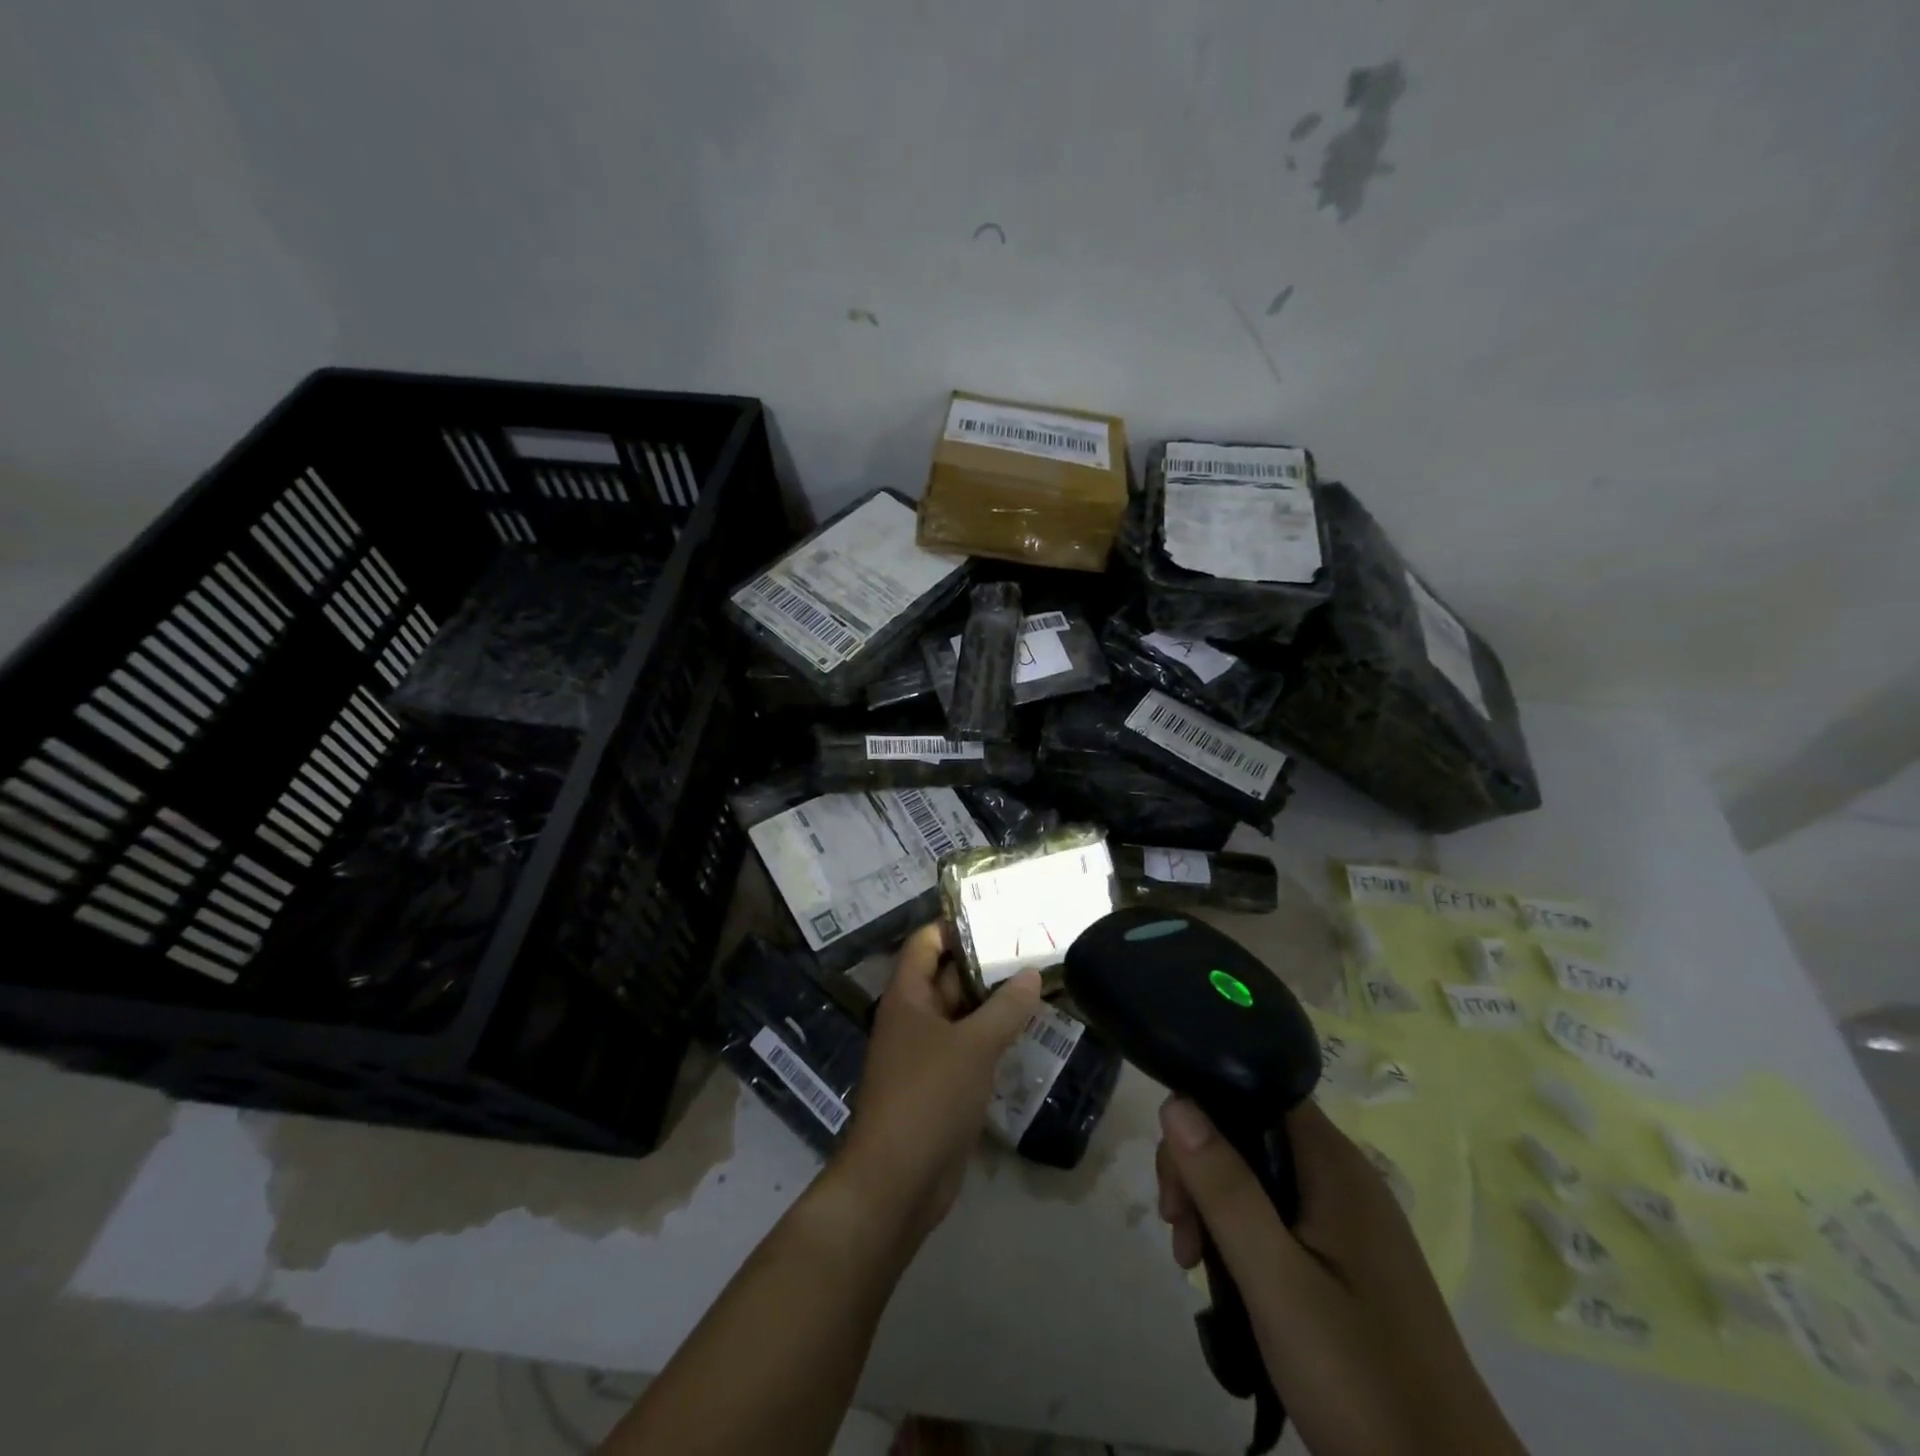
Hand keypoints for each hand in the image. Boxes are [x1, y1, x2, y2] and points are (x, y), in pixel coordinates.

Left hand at [832, 923, 1040, 1246]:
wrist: (897, 1181)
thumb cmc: (928, 1097)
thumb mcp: (973, 1046)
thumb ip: (1005, 1008)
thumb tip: (1031, 973)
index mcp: (907, 996)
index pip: (927, 942)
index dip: (956, 925)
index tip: (997, 915)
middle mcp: (913, 1017)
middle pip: (946, 976)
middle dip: (984, 963)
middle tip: (1030, 947)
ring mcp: (925, 1053)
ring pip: (961, 1014)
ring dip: (992, 1001)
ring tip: (1038, 982)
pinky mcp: (939, 1085)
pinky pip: (967, 1047)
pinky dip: (991, 1036)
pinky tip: (1026, 1031)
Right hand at [1156, 1098, 1525, 1455]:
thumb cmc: (1360, 1377)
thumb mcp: (1276, 1281)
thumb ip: (1225, 1188)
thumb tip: (1175, 1101)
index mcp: (1335, 1165)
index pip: (1256, 1091)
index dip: (1205, 1112)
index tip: (1175, 1173)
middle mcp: (1345, 1178)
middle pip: (1251, 1134)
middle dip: (1200, 1170)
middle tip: (1177, 1232)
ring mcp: (1350, 1223)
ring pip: (1260, 1179)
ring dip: (1215, 1208)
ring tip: (1191, 1263)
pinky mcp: (1349, 1264)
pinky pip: (1280, 1219)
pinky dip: (1243, 1237)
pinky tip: (1226, 1280)